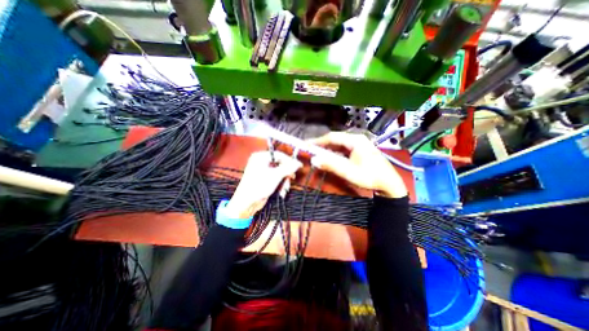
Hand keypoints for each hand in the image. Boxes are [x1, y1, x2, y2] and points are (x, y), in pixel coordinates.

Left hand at [225, 151, 301, 217]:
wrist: (246, 203)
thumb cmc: (259, 186)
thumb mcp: (275, 176)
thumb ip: (288, 168)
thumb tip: (299, 163)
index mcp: (260, 157)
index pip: (279, 155)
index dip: (290, 160)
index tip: (299, 166)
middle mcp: (261, 161)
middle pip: (280, 164)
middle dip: (286, 173)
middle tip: (292, 178)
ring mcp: (263, 170)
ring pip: (279, 172)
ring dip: (284, 181)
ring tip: (285, 189)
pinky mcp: (265, 179)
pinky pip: (276, 178)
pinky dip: (280, 184)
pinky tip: (281, 192)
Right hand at [306, 131, 407, 198]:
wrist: (389, 183)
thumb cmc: (370, 176)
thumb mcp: (349, 172)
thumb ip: (331, 165)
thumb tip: (314, 160)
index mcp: (355, 140)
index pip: (332, 137)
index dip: (318, 141)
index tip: (307, 145)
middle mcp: (356, 139)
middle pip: (335, 139)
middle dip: (322, 145)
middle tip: (310, 150)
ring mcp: (359, 144)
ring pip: (339, 144)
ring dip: (328, 149)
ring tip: (317, 154)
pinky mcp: (359, 150)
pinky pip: (343, 149)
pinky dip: (334, 152)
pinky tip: (330, 157)